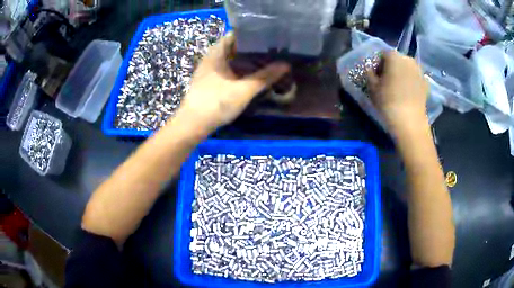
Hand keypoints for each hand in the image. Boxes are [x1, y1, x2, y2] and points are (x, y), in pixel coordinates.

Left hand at [175, 33, 289, 134]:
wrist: (192, 125)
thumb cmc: (216, 103)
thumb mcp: (244, 90)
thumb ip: (265, 77)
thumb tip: (285, 65)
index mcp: (216, 53)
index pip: (235, 35)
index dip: (251, 33)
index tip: (269, 36)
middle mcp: (211, 58)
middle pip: (234, 47)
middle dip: (252, 47)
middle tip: (272, 49)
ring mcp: (209, 70)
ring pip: (231, 59)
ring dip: (246, 59)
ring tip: (267, 59)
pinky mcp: (210, 82)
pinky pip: (228, 69)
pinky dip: (240, 69)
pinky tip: (252, 74)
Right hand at [367, 51, 429, 132]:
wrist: (409, 121)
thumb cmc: (388, 101)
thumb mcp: (372, 87)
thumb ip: (369, 73)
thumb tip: (371, 69)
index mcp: (393, 56)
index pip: (383, 54)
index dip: (378, 64)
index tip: (377, 77)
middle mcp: (408, 59)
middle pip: (397, 59)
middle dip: (392, 68)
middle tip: (388, 82)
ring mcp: (419, 71)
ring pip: (407, 68)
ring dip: (402, 74)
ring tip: (399, 89)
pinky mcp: (426, 83)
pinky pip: (416, 78)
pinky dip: (412, 82)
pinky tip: (408, 94)